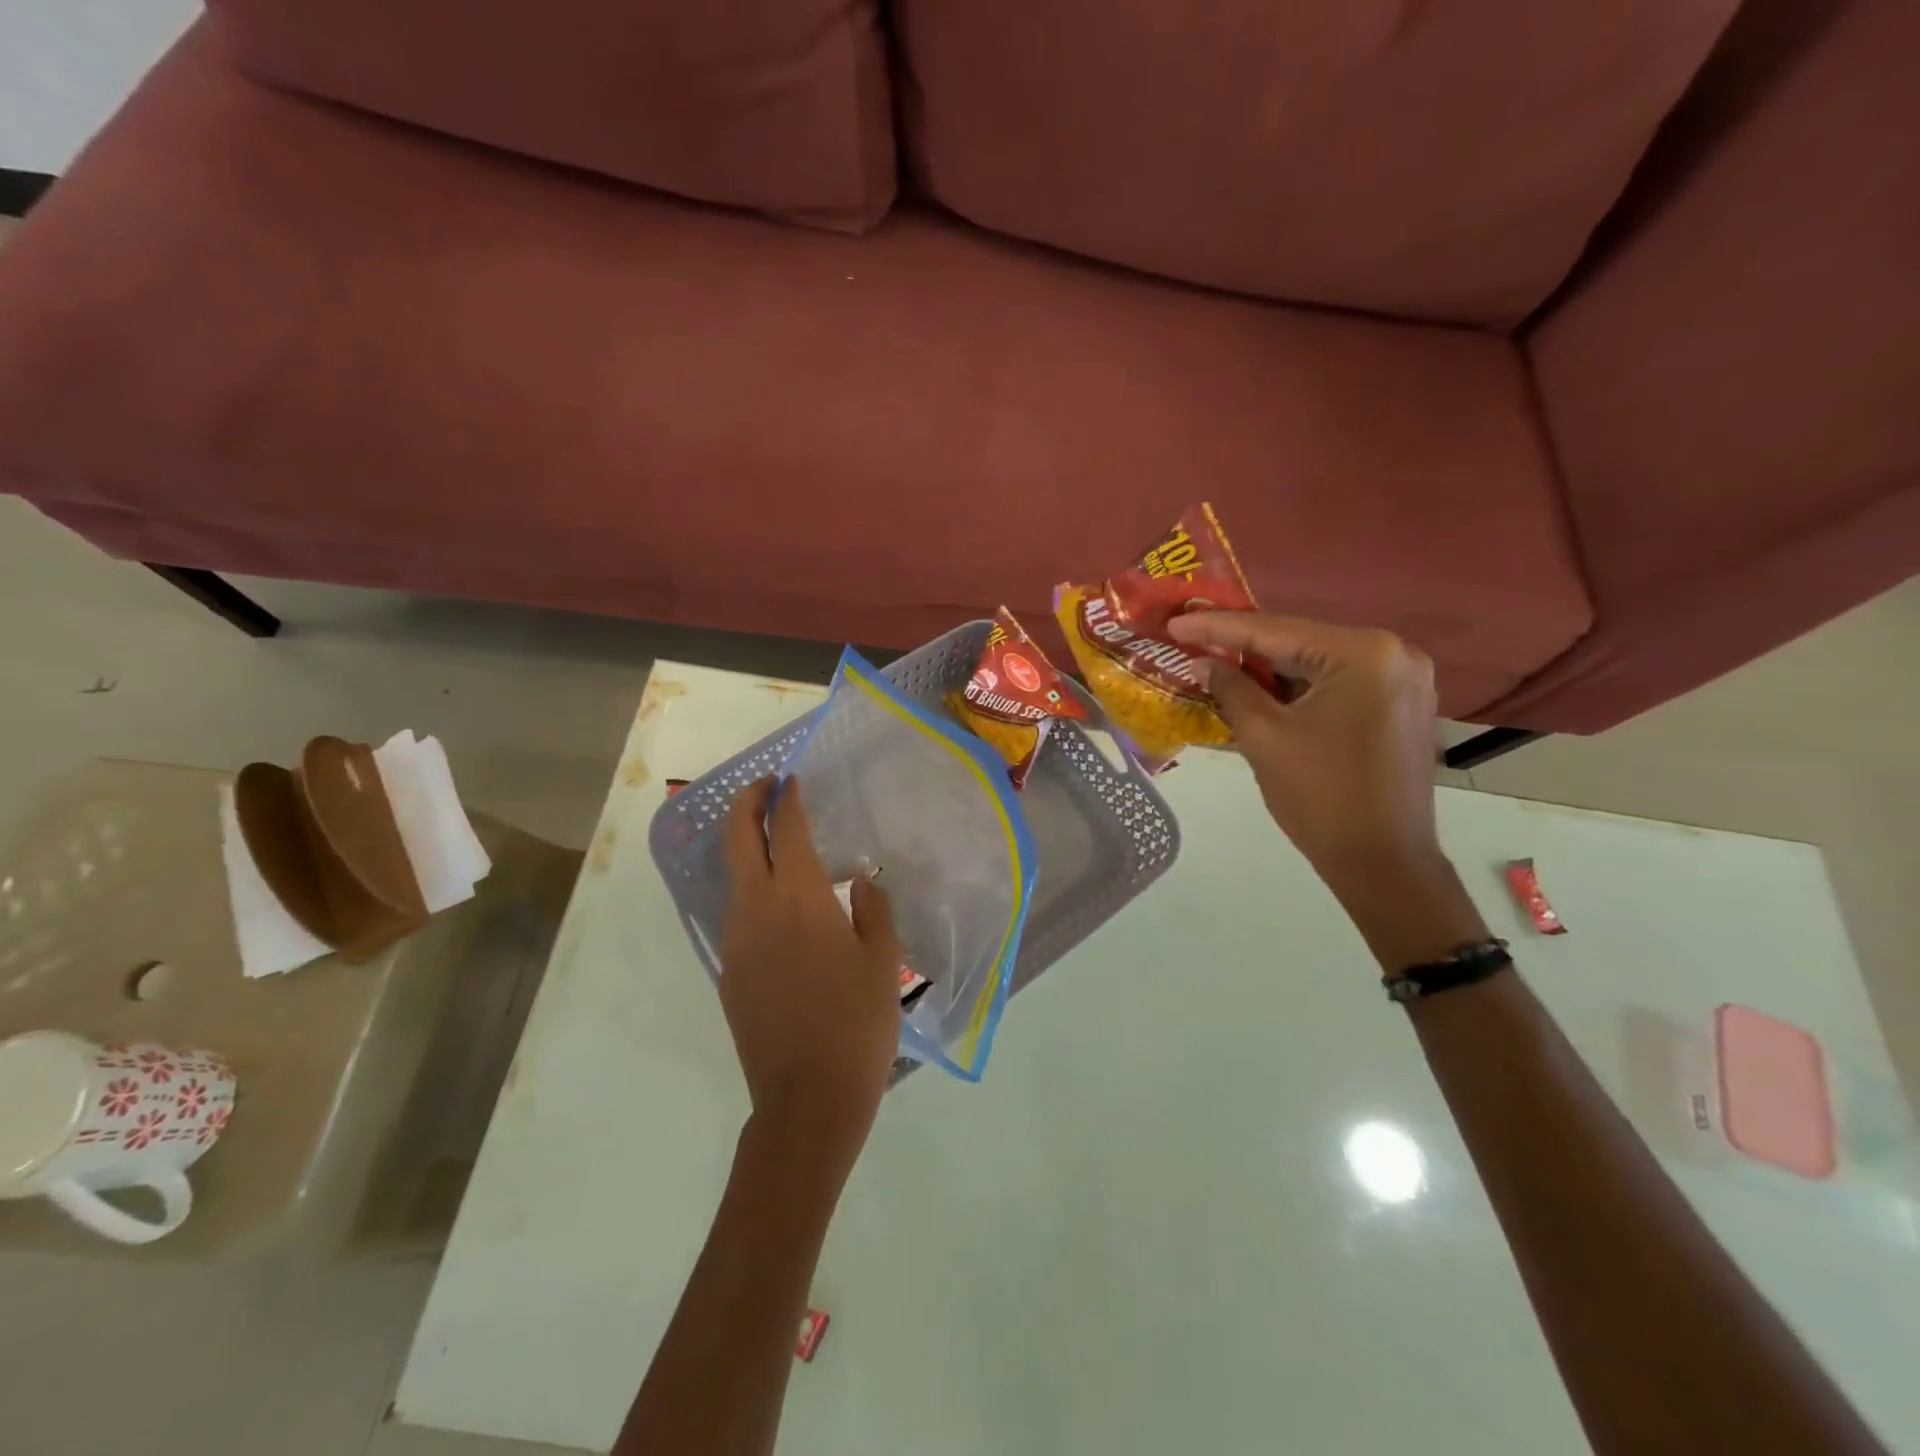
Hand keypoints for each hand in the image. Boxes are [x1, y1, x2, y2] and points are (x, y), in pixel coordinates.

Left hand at [719, 777, 901, 1167]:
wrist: (806, 1102)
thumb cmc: (856, 1025)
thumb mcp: (883, 963)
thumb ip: (872, 911)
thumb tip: (861, 884)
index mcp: (799, 900)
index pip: (784, 830)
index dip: (786, 800)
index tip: (791, 780)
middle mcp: (757, 910)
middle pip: (737, 840)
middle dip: (746, 804)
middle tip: (765, 787)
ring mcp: (736, 942)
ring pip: (733, 876)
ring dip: (746, 847)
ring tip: (776, 842)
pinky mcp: (729, 972)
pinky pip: (739, 914)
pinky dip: (753, 890)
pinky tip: (781, 907)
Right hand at [1167, 613, 1486, 968]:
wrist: (1383, 863)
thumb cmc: (1320, 797)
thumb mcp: (1264, 737)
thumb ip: (1232, 689)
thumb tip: (1206, 663)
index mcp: (1363, 654)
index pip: (1275, 631)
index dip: (1217, 627)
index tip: (1175, 622)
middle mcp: (1395, 653)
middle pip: (1301, 641)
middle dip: (1244, 644)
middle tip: (1192, 638)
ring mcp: (1405, 679)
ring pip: (1318, 663)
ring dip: (1270, 667)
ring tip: (1218, 660)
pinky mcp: (1402, 704)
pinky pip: (1338, 683)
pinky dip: (1299, 686)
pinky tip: (1262, 688)